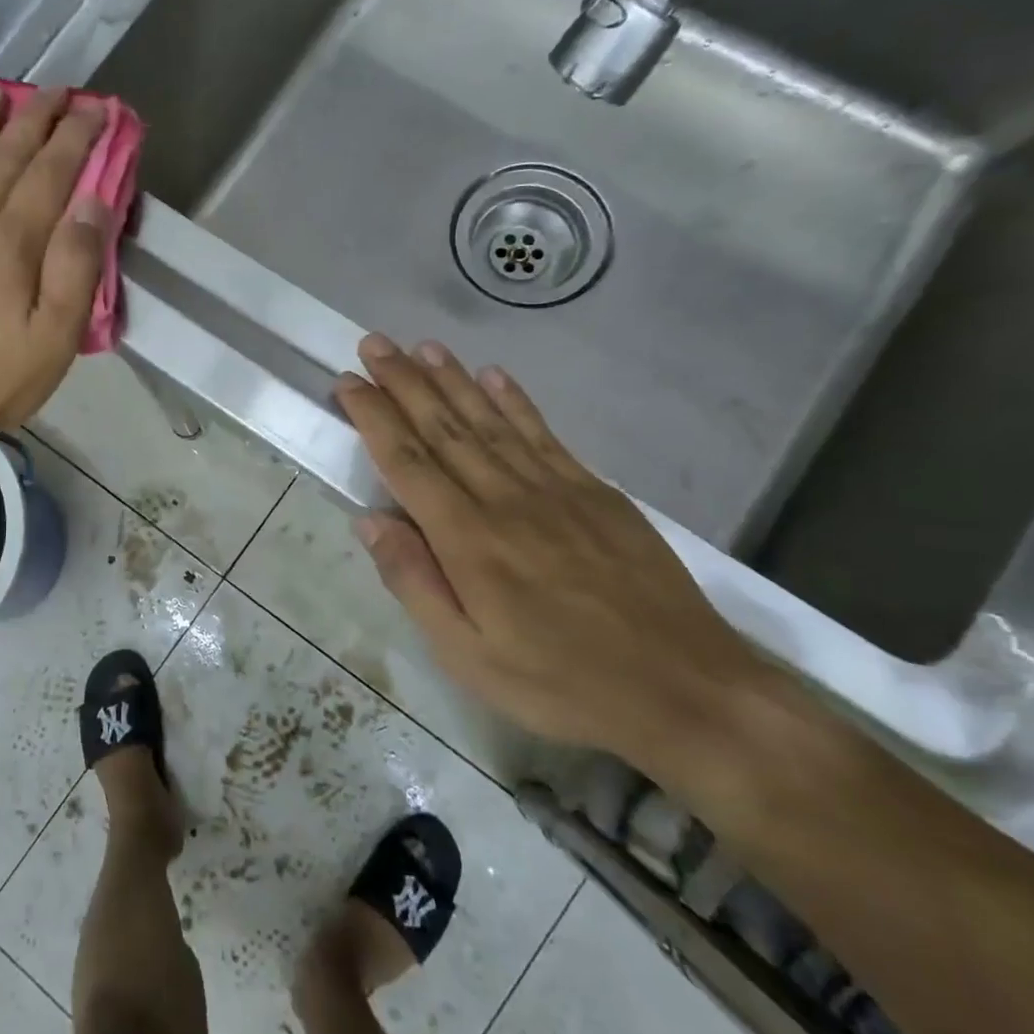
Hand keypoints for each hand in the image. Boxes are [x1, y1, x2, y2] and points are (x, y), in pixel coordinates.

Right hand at [335, 334, 764, 764]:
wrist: (685, 690)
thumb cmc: (561, 683)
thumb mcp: (468, 657)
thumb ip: (415, 584)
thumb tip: (370, 522)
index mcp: (468, 540)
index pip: (407, 462)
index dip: (374, 417)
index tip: (347, 382)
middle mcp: (506, 499)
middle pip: (444, 428)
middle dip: (403, 382)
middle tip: (374, 344)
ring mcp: (556, 489)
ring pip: (490, 420)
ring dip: (452, 380)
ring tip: (422, 347)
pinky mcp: (596, 492)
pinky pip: (543, 434)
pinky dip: (515, 401)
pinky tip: (494, 376)